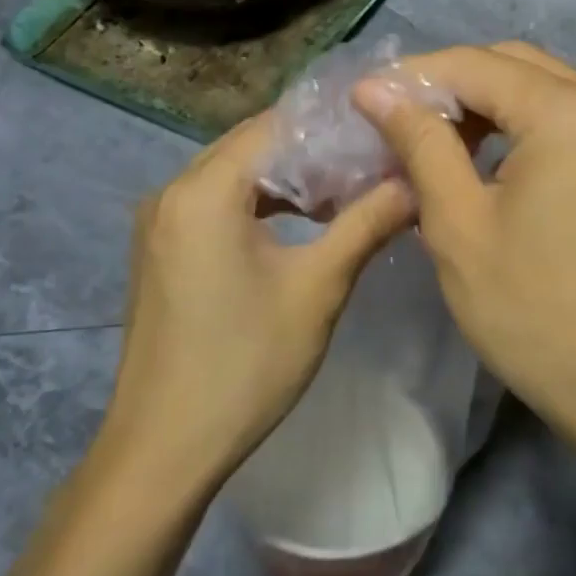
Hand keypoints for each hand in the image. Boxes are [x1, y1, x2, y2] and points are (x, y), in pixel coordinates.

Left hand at [98, 111, 414, 483]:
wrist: (163, 449)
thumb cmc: (244, 364)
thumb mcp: (318, 288)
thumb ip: (367, 223)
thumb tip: (415, 182)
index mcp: (204, 190)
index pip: (274, 125)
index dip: (331, 125)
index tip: (381, 133)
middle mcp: (172, 192)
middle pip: (253, 145)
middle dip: (313, 151)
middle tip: (373, 160)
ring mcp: (161, 222)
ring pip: (236, 175)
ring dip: (289, 179)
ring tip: (348, 190)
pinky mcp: (163, 250)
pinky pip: (218, 203)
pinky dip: (261, 203)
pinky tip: (303, 222)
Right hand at [353, 43, 575, 452]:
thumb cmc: (535, 313)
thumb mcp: (459, 226)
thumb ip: (420, 144)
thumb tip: (377, 90)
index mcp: (568, 112)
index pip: (474, 64)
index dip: (413, 77)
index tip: (364, 100)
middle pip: (514, 65)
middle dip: (451, 86)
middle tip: (398, 122)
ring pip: (545, 89)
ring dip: (488, 104)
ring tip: (436, 142)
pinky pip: (572, 119)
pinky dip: (526, 126)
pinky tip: (490, 160)